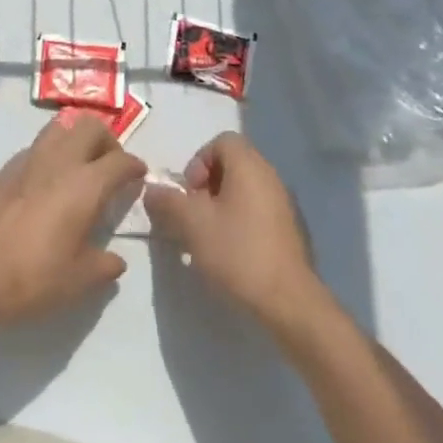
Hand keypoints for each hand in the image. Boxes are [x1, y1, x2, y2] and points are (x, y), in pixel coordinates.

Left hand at [0, 115, 146, 334]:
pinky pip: (38, 145)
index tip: (139, 176)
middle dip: (108, 140)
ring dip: (77, 138)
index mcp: (85, 184)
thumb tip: (114, 259)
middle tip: (111, 167)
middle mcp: (59, 160)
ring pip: (61, 126)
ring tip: (81, 166)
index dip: (134, 166)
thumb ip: (104, 265)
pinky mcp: (6, 167)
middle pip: (91, 126)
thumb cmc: (33, 277)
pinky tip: (48, 182)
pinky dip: (52, 152)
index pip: (120, 160)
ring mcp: (29, 158)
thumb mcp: (79, 280)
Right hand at [144, 133, 322, 330]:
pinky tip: (230, 250)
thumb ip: (168, 201)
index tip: (190, 192)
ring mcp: (283, 203)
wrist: (288, 301)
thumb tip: (153, 190)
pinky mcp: (289, 229)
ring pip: (244, 188)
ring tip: (208, 235)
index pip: (222, 141)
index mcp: (249, 166)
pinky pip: (258, 209)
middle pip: (233, 163)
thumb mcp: (192, 224)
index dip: (199, 160)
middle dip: (207, 184)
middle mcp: (270, 176)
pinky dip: (240, 219)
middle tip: (195, 213)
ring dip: (222, 204)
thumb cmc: (237, 252)